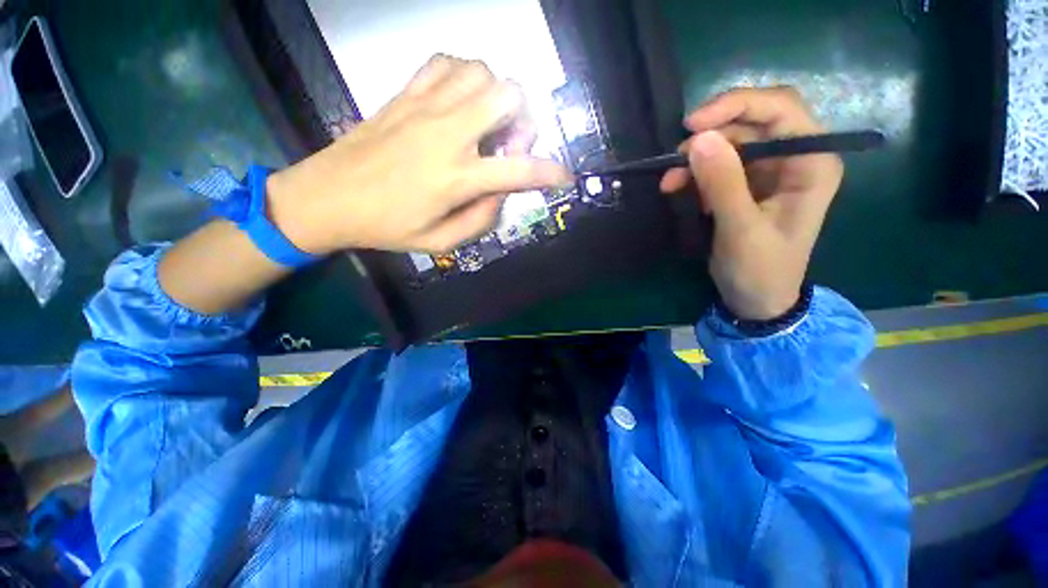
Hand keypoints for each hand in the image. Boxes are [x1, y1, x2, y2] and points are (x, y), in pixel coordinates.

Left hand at [266, 55, 571, 254]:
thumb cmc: (385, 227)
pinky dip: (463, 76)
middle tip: (509, 144)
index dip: (550, 172)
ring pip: (481, 71)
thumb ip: (480, 221)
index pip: (520, 171)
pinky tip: (458, 101)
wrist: (327, 197)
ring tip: (486, 122)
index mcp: (457, 178)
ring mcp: (425, 107)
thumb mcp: (439, 242)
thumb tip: (500, 195)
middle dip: (523, 120)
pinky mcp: (404, 95)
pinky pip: (444, 63)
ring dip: (495, 95)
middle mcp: (448, 134)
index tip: (564, 176)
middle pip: (507, 96)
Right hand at [660, 87, 843, 320]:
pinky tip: (678, 189)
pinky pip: (719, 167)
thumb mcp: (741, 229)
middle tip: (675, 160)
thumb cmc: (760, 269)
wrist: (756, 299)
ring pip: (729, 145)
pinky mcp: (747, 186)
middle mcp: (795, 157)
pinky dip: (695, 174)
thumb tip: (699, 139)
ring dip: (696, 159)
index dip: (736, 106)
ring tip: (670, 182)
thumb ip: (723, 184)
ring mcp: (770, 171)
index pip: (780, 109)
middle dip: (710, 137)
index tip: (692, 125)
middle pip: (751, 124)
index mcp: (811, 162)